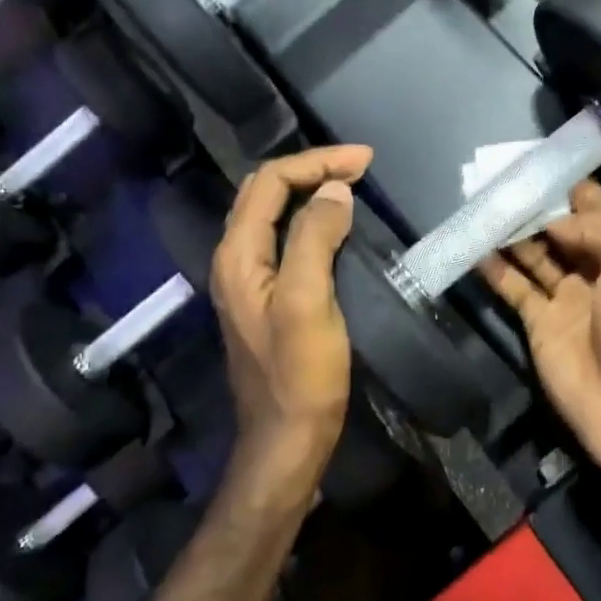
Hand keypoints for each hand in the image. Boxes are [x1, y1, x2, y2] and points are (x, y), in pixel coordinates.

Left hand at [209, 145, 372, 498]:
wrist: (287, 439)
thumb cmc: (300, 374)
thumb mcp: (309, 301)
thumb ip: (315, 239)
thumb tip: (333, 190)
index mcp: (238, 255)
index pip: (270, 182)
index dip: (316, 163)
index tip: (365, 161)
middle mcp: (235, 260)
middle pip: (265, 193)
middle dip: (312, 169)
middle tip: (360, 166)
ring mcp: (250, 280)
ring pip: (274, 215)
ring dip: (310, 191)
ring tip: (351, 184)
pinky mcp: (268, 297)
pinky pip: (286, 240)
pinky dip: (312, 220)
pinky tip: (337, 224)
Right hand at [479, 180, 600, 479]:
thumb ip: (594, 228)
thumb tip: (554, 220)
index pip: (599, 210)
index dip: (572, 187)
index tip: (539, 163)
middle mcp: (598, 272)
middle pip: (562, 231)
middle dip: (536, 207)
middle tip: (500, 180)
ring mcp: (567, 300)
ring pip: (535, 256)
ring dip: (512, 233)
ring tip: (483, 205)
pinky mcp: (540, 325)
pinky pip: (514, 289)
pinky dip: (495, 269)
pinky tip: (475, 247)